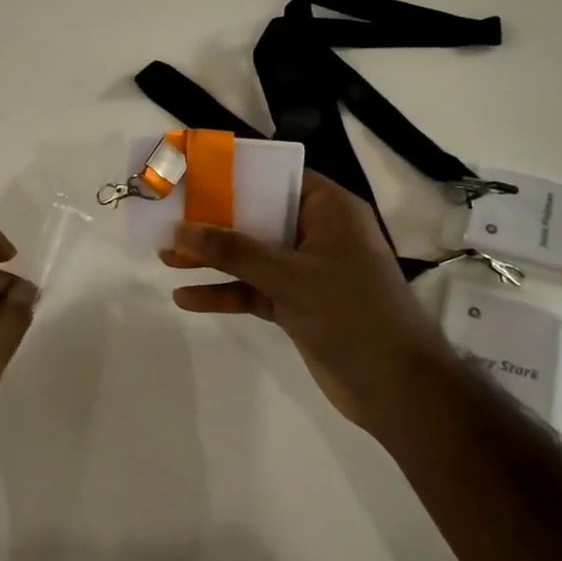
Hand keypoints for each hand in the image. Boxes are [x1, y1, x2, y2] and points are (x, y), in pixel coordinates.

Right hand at [161, 172, 451, 436]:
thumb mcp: (290, 275)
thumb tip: (181, 228)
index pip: (277, 176)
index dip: (236, 172)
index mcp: (329, 210)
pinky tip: (186, 298)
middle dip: (213, 220)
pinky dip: (224, 292)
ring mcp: (306, 271)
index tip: (194, 172)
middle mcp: (316, 233)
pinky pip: (252, 289)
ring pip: (250, 255)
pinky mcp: (296, 304)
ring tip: (165, 256)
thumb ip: (234, 251)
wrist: (397, 388)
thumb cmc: (352, 313)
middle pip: (257, 216)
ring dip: (212, 258)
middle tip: (168, 215)